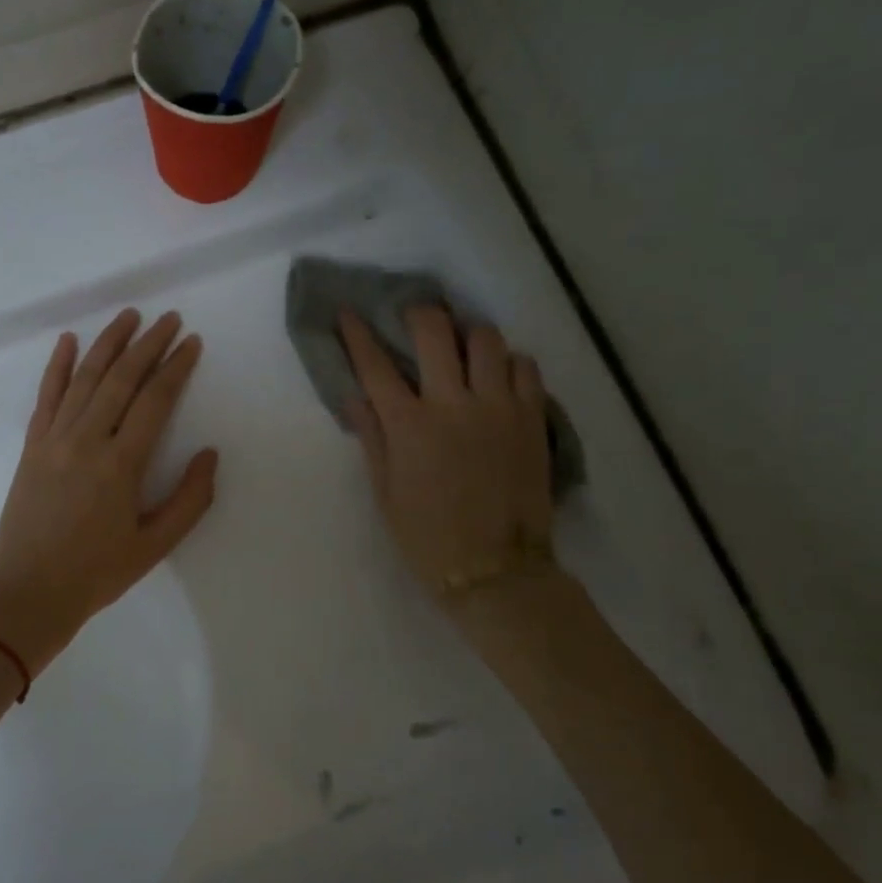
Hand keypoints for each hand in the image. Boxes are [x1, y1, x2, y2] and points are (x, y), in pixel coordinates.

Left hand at [0, 309, 218, 675]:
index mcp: (121, 464)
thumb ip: (189, 499)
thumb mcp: (155, 546)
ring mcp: (54, 440)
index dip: (176, 367)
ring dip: (109, 343)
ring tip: (129, 316)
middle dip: (148, 344)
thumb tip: (209, 455)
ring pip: (85, 378)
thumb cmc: (96, 574)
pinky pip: (46, 397)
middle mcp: (87, 440)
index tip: (192, 342)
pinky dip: (58, 367)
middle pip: (122, 379)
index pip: (155, 400)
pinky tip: (69, 342)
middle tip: (170, 319)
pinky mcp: (32, 447)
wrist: (27, 594)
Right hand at [339, 306, 555, 602]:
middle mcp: (453, 403)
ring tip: (462, 346)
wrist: (495, 569)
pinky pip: (526, 366)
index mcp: (409, 425)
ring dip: (467, 334)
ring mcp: (498, 407)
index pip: (375, 366)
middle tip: (414, 319)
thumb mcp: (385, 493)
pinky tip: (499, 375)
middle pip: (434, 331)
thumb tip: (355, 397)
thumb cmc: (428, 536)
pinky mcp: (533, 417)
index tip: (349, 313)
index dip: (358, 334)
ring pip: (486, 339)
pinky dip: (509, 362)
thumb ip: (372, 438)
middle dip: (418, 314)